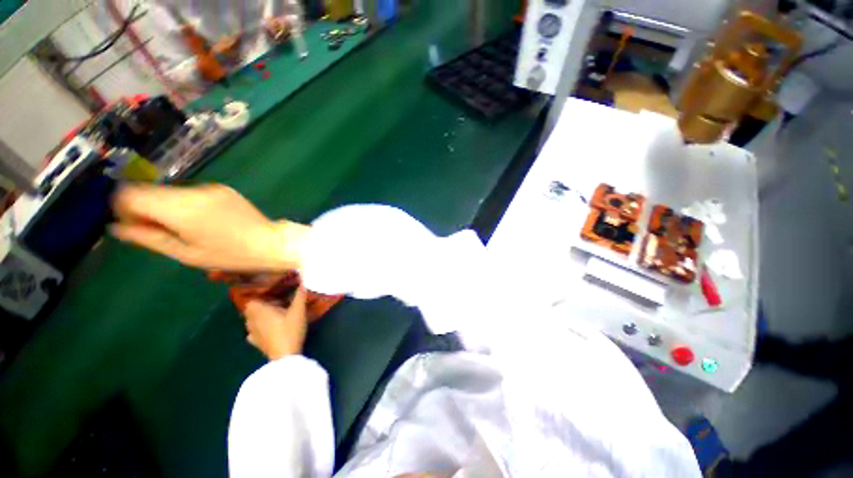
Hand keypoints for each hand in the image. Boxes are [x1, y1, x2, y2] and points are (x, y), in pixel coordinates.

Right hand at [111, 184, 309, 271]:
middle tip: (157, 231)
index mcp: (181, 208)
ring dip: (166, 206)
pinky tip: (201, 221)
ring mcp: (211, 187)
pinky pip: (192, 193)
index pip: (130, 193)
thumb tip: (115, 226)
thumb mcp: (185, 253)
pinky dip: (185, 204)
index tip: (132, 225)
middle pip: (150, 190)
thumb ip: (148, 238)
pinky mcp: (223, 189)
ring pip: (171, 191)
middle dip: (144, 208)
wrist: (272, 243)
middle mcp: (194, 191)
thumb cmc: (230, 255)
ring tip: (183, 229)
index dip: (123, 207)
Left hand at [243, 287, 308, 359]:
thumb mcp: (298, 311)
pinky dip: (259, 329)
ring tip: (276, 316)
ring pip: (252, 321)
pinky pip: (253, 333)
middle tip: (279, 305)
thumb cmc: (290, 330)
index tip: (275, 297)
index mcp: (260, 311)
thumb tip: (304, 281)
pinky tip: (269, 330)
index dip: (261, 297)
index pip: (252, 300)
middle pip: (251, 310)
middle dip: (262, 306)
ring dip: (260, 317)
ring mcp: (252, 334)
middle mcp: (252, 321)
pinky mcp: (257, 343)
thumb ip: (300, 296)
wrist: (285, 356)